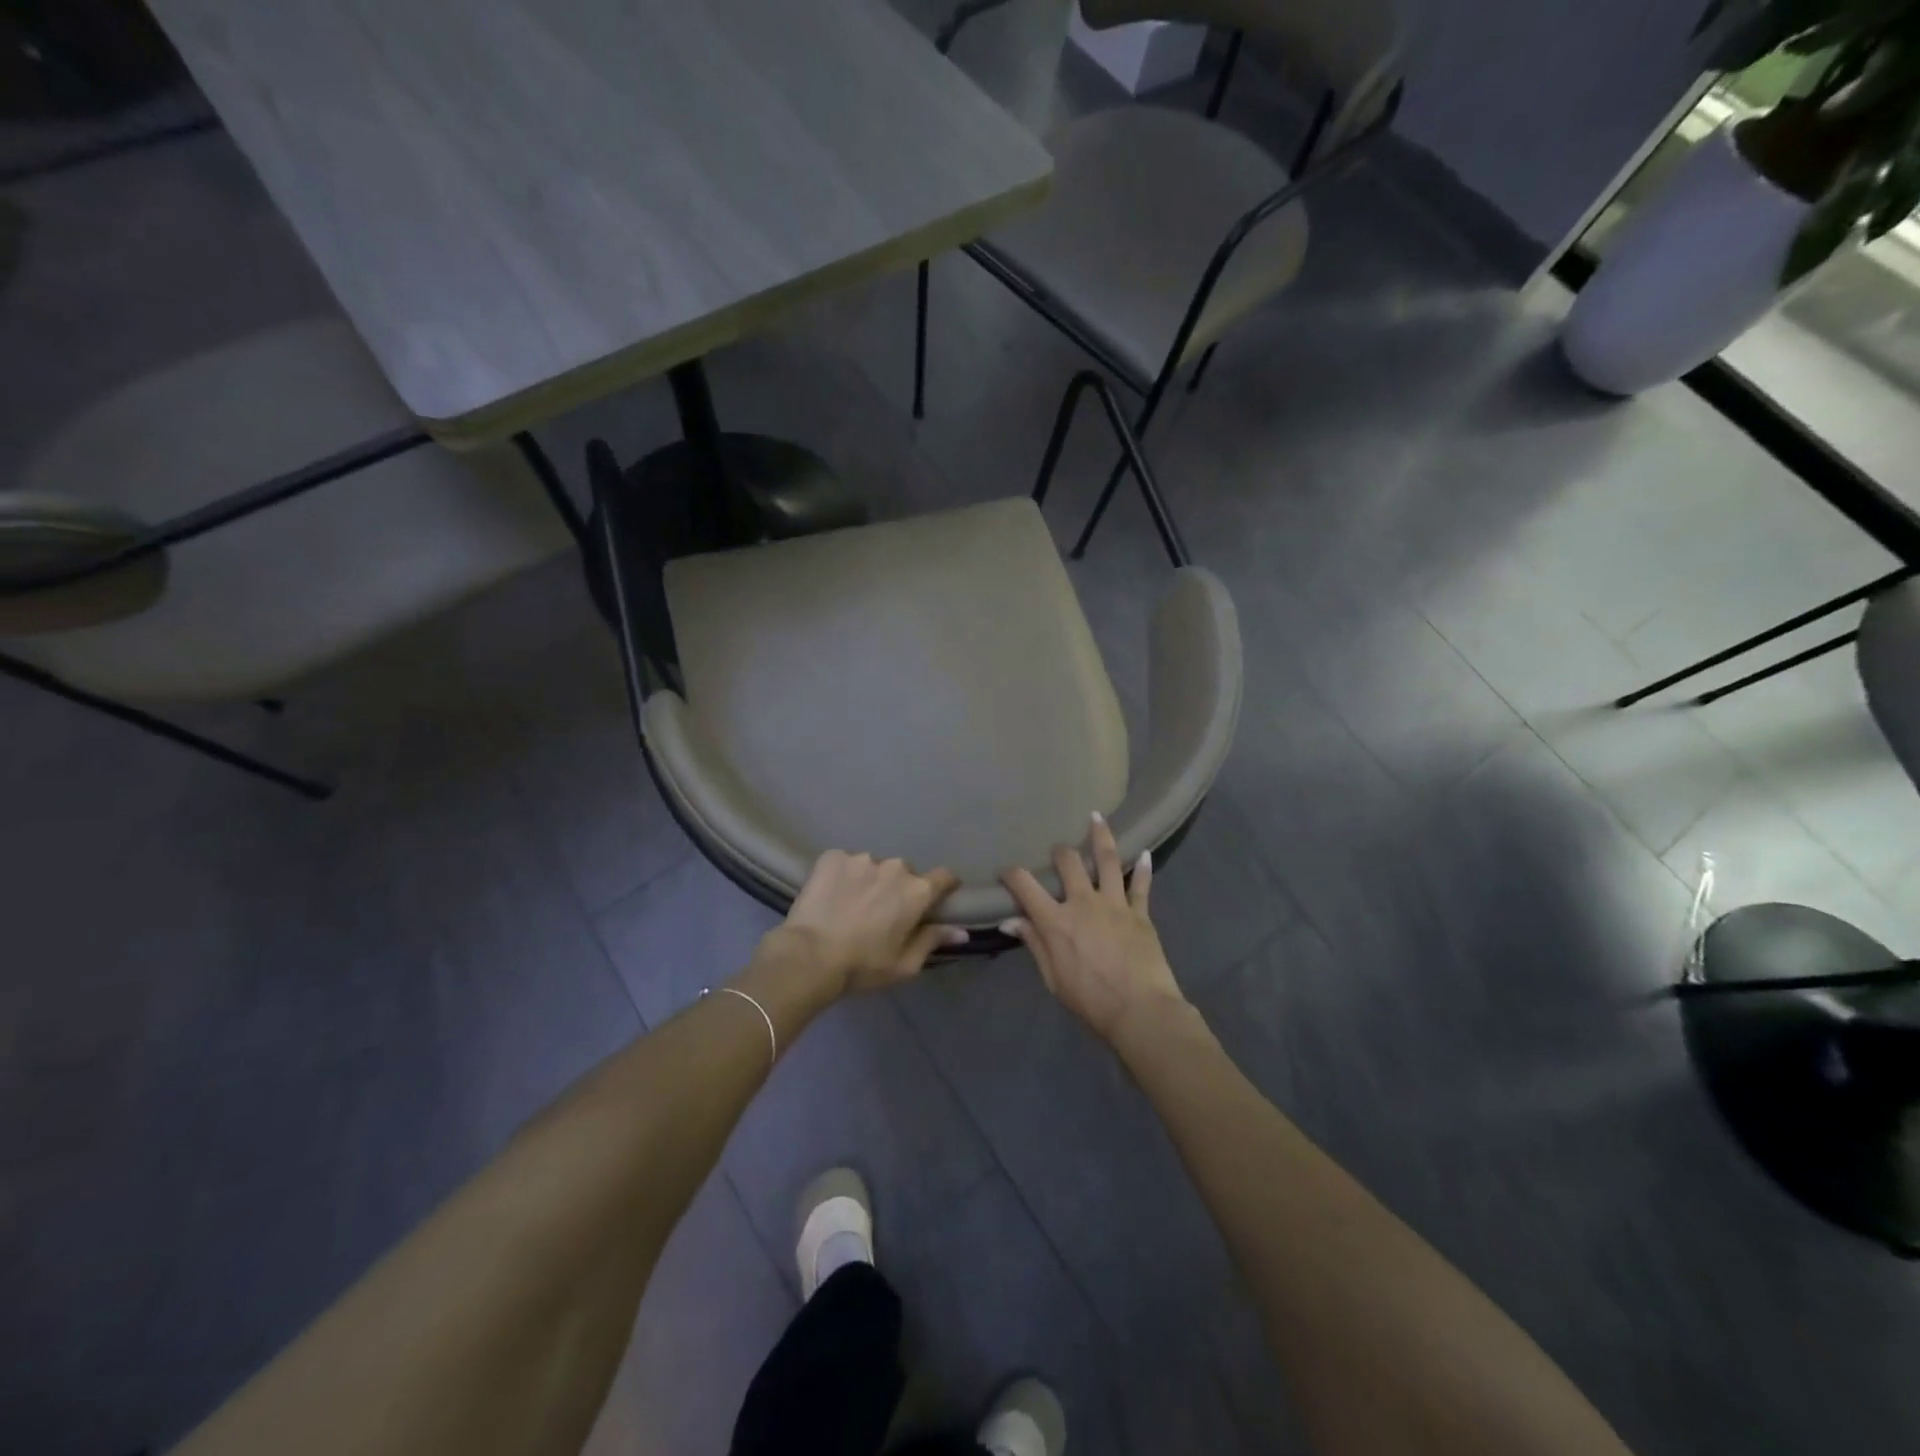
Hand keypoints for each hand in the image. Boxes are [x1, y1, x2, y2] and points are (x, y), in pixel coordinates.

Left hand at [765, 850, 966, 995]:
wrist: (809, 956)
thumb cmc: (863, 965)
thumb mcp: (904, 964)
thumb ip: (933, 941)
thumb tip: (962, 930)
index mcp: (917, 891)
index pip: (944, 877)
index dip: (943, 886)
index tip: (937, 897)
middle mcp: (894, 867)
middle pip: (904, 873)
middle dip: (898, 888)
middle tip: (882, 911)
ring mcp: (861, 859)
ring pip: (873, 867)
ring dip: (869, 881)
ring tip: (852, 904)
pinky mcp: (832, 857)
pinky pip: (845, 863)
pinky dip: (843, 875)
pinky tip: (832, 895)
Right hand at [1001, 814, 1187, 1042]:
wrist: (1140, 1010)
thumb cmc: (1090, 1000)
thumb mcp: (1053, 978)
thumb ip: (1034, 944)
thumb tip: (1010, 920)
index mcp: (1056, 921)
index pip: (1025, 886)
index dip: (1012, 874)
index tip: (1006, 870)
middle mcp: (1083, 903)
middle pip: (1068, 863)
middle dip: (1059, 851)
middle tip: (1058, 850)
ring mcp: (1114, 904)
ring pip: (1107, 860)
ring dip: (1101, 836)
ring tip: (1097, 817)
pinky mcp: (1140, 912)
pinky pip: (1141, 885)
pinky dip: (1144, 868)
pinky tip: (1145, 853)